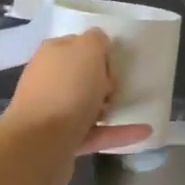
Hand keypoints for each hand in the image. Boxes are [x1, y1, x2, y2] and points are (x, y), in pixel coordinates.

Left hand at [3, 30, 152, 155]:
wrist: (40, 144)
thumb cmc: (66, 89)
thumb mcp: (87, 50)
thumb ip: (96, 40)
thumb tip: (99, 43)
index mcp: (52, 54)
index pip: (78, 44)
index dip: (99, 50)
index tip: (116, 61)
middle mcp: (49, 80)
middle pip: (82, 75)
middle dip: (105, 80)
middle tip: (120, 85)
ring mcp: (54, 112)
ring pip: (87, 105)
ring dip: (110, 106)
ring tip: (134, 107)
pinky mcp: (63, 141)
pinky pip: (96, 133)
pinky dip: (118, 132)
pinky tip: (144, 131)